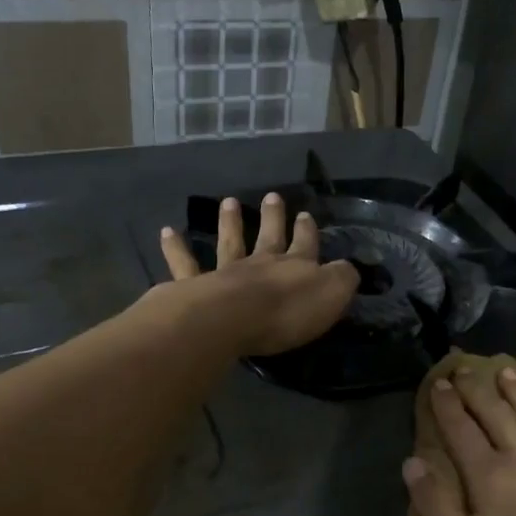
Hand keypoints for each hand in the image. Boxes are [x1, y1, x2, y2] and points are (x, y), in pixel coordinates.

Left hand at [158, 194, 357, 356]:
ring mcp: (226, 272)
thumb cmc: (286, 312)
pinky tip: (167, 231)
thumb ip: (342, 279)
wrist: (232, 319)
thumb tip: (348, 268)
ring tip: (229, 201)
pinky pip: (184, 265)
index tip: (306, 215)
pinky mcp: (196, 287)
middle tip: (272, 196)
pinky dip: (176, 248)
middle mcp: (261, 263)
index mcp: (295, 266)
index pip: (306, 244)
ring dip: (230, 222)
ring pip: (230, 242)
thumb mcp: (331, 295)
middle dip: (273, 217)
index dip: (307, 231)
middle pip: (269, 236)